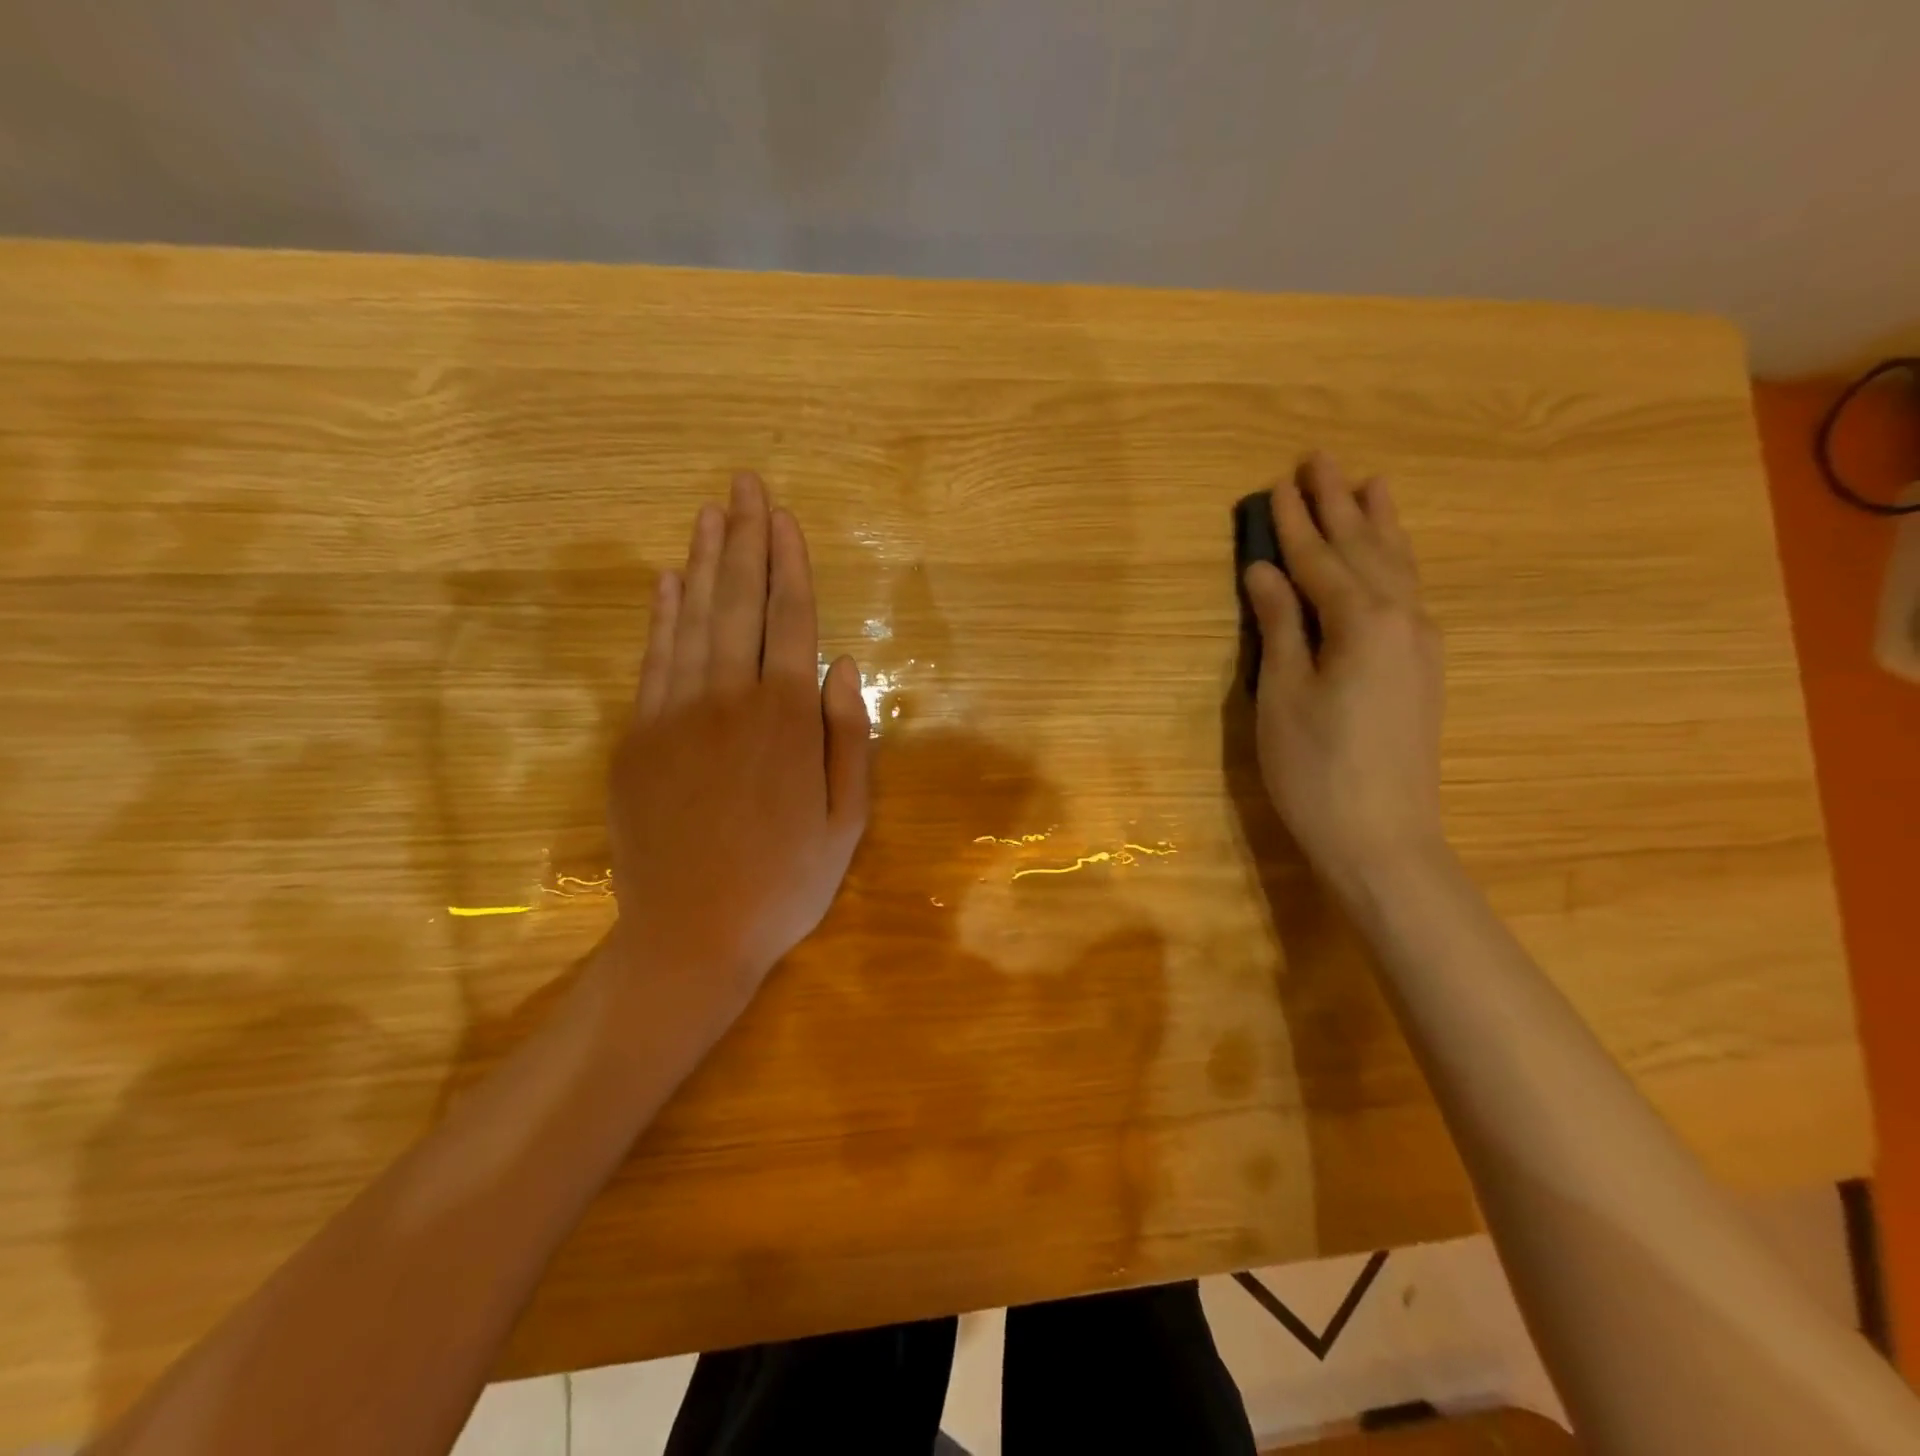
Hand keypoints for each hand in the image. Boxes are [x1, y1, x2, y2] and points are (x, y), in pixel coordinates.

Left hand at [602, 473, 870, 1012]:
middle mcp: (729, 701)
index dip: (789, 564)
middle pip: (739, 604)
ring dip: (703, 563)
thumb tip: (844, 664)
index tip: (784, 516)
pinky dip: (662, 616)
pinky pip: (653, 661)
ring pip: (693, 621)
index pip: (790, 620)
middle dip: (744, 540)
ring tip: (711, 513)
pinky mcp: (636, 738)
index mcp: (786, 721)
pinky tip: (669, 581)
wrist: (690, 937)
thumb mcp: (846, 821)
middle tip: (744, 485)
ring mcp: (674, 716)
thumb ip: (849, 737)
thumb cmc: (784, 884)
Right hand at [1242, 455, 1447, 898]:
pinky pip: (1410, 594)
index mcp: (1361, 622)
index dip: (1294, 523)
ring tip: (1372, 483)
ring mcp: (1421, 644)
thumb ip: (1279, 626)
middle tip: (1321, 460)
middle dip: (1339, 505)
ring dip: (1379, 525)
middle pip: (1364, 550)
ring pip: (1398, 568)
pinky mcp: (1424, 669)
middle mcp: (1402, 619)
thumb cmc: (1316, 769)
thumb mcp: (1282, 695)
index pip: (1320, 560)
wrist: (1383, 839)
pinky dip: (1396, 563)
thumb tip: (1265, 571)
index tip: (1277, 484)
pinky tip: (1393, 558)